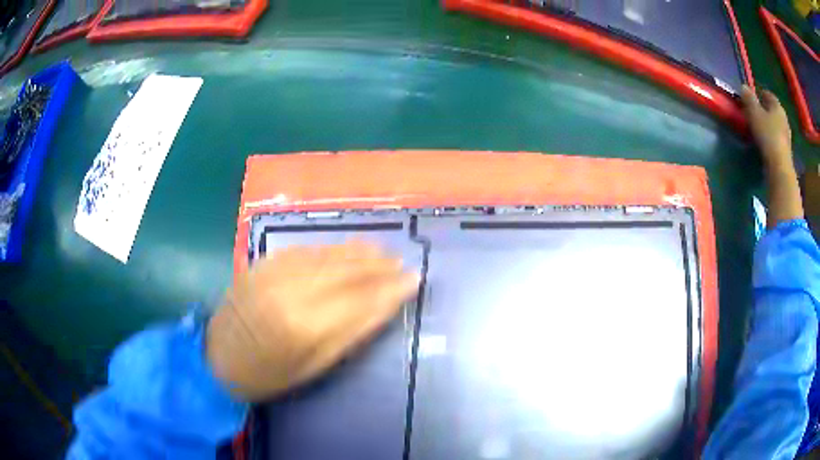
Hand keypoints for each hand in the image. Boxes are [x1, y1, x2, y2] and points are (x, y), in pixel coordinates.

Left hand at [206, 242, 418, 400]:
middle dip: (379, 265)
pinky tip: (346, 250)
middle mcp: (290, 290)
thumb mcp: (315, 366)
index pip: (360, 298)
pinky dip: (331, 249)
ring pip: (327, 255)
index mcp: (304, 324)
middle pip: (346, 270)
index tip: (414, 279)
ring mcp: (273, 272)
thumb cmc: (269, 374)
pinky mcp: (262, 263)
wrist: (218, 358)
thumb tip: (386, 304)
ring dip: (358, 252)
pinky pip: (305, 250)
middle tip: (402, 263)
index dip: (391, 288)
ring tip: (382, 252)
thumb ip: (351, 333)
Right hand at [740, 85, 792, 171]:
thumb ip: (749, 99)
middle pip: (774, 111)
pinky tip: (766, 142)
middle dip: (766, 110)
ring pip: (776, 125)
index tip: (754, 95)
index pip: (769, 95)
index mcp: (777, 107)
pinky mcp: (786, 151)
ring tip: (760, 127)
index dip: (761, 93)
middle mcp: (784, 119)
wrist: (779, 167)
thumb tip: (744, 86)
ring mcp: (787, 137)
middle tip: (757, 111)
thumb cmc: (767, 135)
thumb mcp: (754, 113)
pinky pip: (778, 139)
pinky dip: (772, 137)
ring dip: (770, 125)